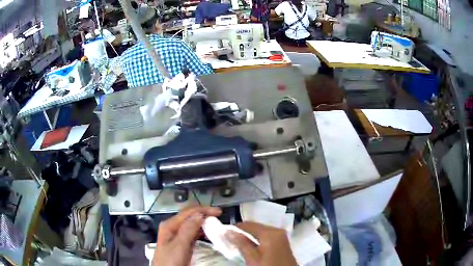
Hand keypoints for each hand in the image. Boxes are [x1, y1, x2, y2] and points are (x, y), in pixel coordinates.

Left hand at [153, 206, 221, 265]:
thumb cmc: (171, 261)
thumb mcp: (179, 246)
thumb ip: (188, 229)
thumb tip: (200, 214)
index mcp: (170, 225)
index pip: (188, 212)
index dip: (203, 210)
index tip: (219, 212)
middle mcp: (172, 228)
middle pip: (189, 216)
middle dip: (203, 214)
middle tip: (218, 217)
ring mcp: (176, 236)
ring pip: (191, 224)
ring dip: (203, 222)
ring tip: (216, 224)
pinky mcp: (181, 244)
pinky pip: (192, 233)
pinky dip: (201, 231)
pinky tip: (207, 233)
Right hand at [226, 222, 296, 265]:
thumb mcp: (252, 258)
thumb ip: (241, 244)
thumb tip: (229, 231)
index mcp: (271, 233)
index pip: (249, 224)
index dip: (235, 228)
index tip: (224, 233)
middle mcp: (277, 230)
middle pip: (255, 227)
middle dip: (242, 233)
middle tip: (231, 240)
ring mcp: (281, 236)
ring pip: (261, 232)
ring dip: (249, 237)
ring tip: (239, 245)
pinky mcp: (282, 242)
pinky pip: (267, 237)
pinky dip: (258, 240)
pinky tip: (251, 247)